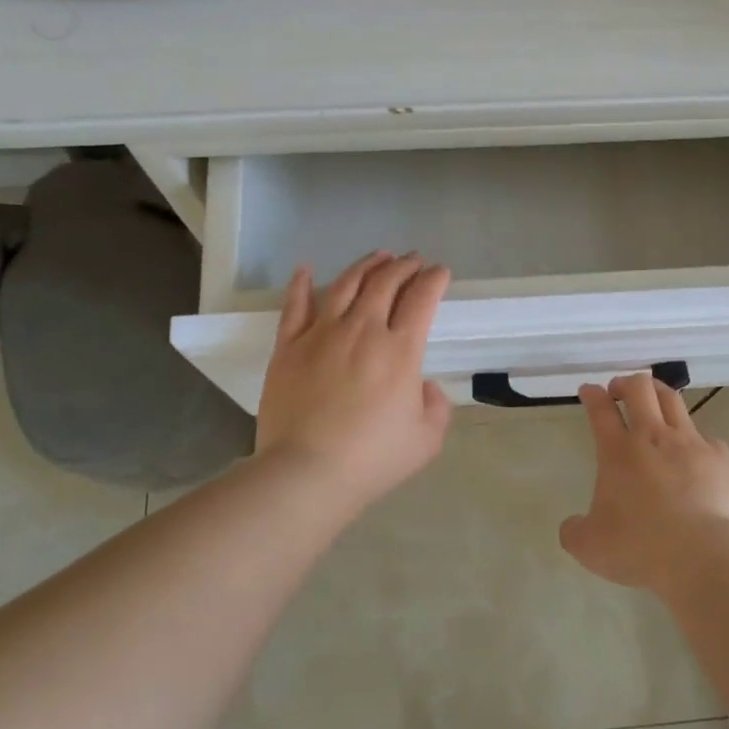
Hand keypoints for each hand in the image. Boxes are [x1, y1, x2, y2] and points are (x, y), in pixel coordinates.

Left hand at [255, 251, 453, 514]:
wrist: (307, 472)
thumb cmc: (373, 459)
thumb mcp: (427, 439)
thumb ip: (436, 406)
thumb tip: (423, 386)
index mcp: (400, 350)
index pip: (422, 298)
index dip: (434, 279)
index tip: (440, 272)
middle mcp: (363, 330)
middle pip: (386, 282)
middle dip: (405, 265)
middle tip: (414, 260)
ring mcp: (321, 334)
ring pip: (345, 284)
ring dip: (366, 265)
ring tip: (379, 256)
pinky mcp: (288, 346)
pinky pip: (295, 305)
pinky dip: (301, 283)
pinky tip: (306, 268)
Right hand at [559, 374, 728, 595]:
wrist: (704, 555)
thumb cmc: (641, 547)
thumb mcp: (591, 547)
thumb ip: (575, 532)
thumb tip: (572, 526)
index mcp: (618, 452)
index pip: (601, 410)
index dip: (592, 395)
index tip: (589, 390)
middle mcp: (653, 437)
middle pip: (640, 389)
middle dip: (626, 382)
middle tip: (620, 390)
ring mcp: (691, 444)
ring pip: (674, 401)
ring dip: (659, 394)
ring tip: (654, 400)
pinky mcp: (721, 459)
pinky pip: (707, 438)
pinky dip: (696, 440)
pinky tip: (695, 454)